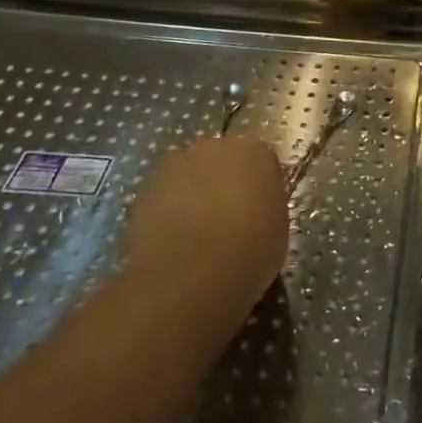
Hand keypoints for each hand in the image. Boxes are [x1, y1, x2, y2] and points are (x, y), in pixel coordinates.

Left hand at [118, 137, 288, 338]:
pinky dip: (169, 215)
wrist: (189, 275)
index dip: (260, 189)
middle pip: (222, 162)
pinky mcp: (143, 190)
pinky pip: (165, 199)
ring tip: (198, 238)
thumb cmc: (248, 250)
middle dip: (224, 185)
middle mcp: (214, 147)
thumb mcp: (278, 228)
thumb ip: (266, 207)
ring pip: (190, 178)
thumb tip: (255, 209)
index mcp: (254, 151)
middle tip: (230, 221)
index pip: (262, 163)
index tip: (260, 214)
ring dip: (194, 197)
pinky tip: (175, 245)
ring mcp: (174, 166)